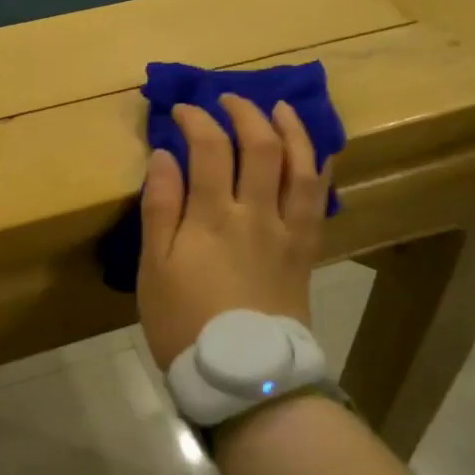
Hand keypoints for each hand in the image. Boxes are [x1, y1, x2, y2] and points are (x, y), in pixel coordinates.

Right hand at [137, 96, 331, 364]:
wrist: (244, 375)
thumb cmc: (185, 323)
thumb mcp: (155, 268)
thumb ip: (160, 208)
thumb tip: (165, 155)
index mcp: (211, 216)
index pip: (207, 147)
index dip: (195, 118)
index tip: (181, 110)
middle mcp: (255, 212)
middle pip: (259, 145)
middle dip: (244, 111)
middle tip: (228, 99)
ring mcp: (288, 229)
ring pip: (299, 164)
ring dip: (290, 128)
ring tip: (278, 107)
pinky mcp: (307, 248)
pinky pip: (319, 197)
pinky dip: (318, 166)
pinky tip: (313, 152)